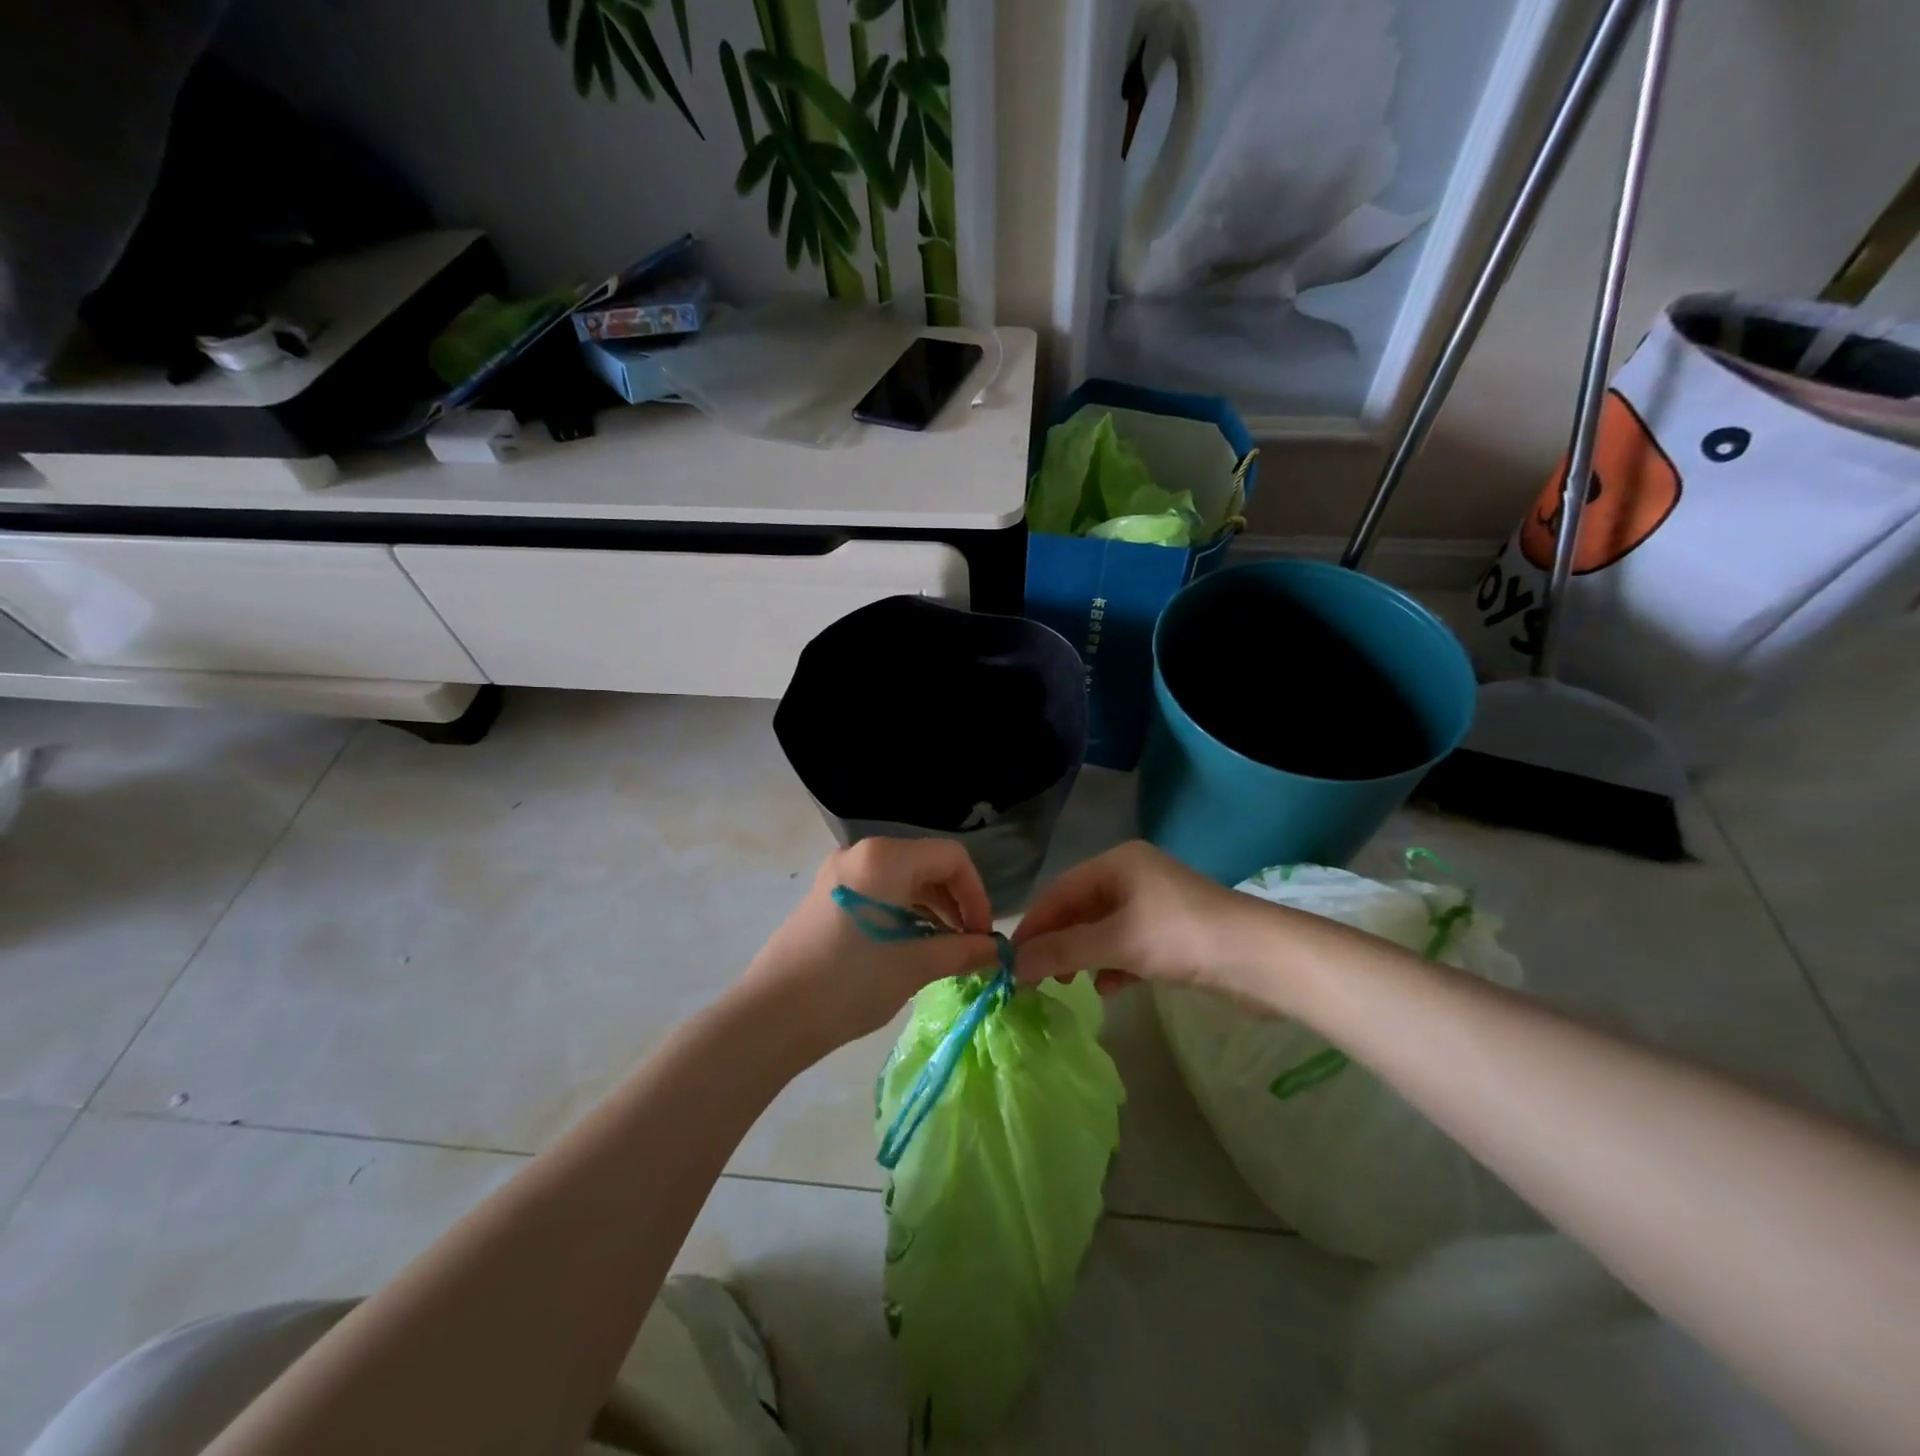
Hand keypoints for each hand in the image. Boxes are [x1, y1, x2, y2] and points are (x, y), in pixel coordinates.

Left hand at [743, 838, 1002, 1049]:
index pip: (951, 857)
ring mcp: (840, 873)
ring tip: (943, 952)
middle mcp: (862, 853)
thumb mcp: (914, 965)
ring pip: (903, 879)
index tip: (982, 935)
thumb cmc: (850, 982)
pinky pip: (880, 891)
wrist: (773, 1015)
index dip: (976, 894)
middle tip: (967, 946)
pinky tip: (910, 948)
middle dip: (955, 903)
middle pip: (927, 864)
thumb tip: (999, 951)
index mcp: (885, 857)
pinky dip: (904, 913)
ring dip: (931, 911)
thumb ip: (962, 951)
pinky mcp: (828, 895)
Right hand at [1012, 841, 1268, 1002]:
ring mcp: (1154, 905)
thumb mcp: (1115, 942)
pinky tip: (1108, 988)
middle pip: (1080, 910)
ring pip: (1103, 930)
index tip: (1010, 959)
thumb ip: (1062, 951)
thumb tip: (1013, 965)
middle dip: (1058, 943)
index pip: (1060, 891)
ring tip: (1068, 986)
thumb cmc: (1180, 937)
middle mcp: (1133, 877)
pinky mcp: (1172, 934)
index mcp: (1117, 864)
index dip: (1034, 924)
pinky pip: (1127, 946)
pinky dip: (1112, 965)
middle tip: (1036, 978)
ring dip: (1083, 957)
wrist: (1261, 959)